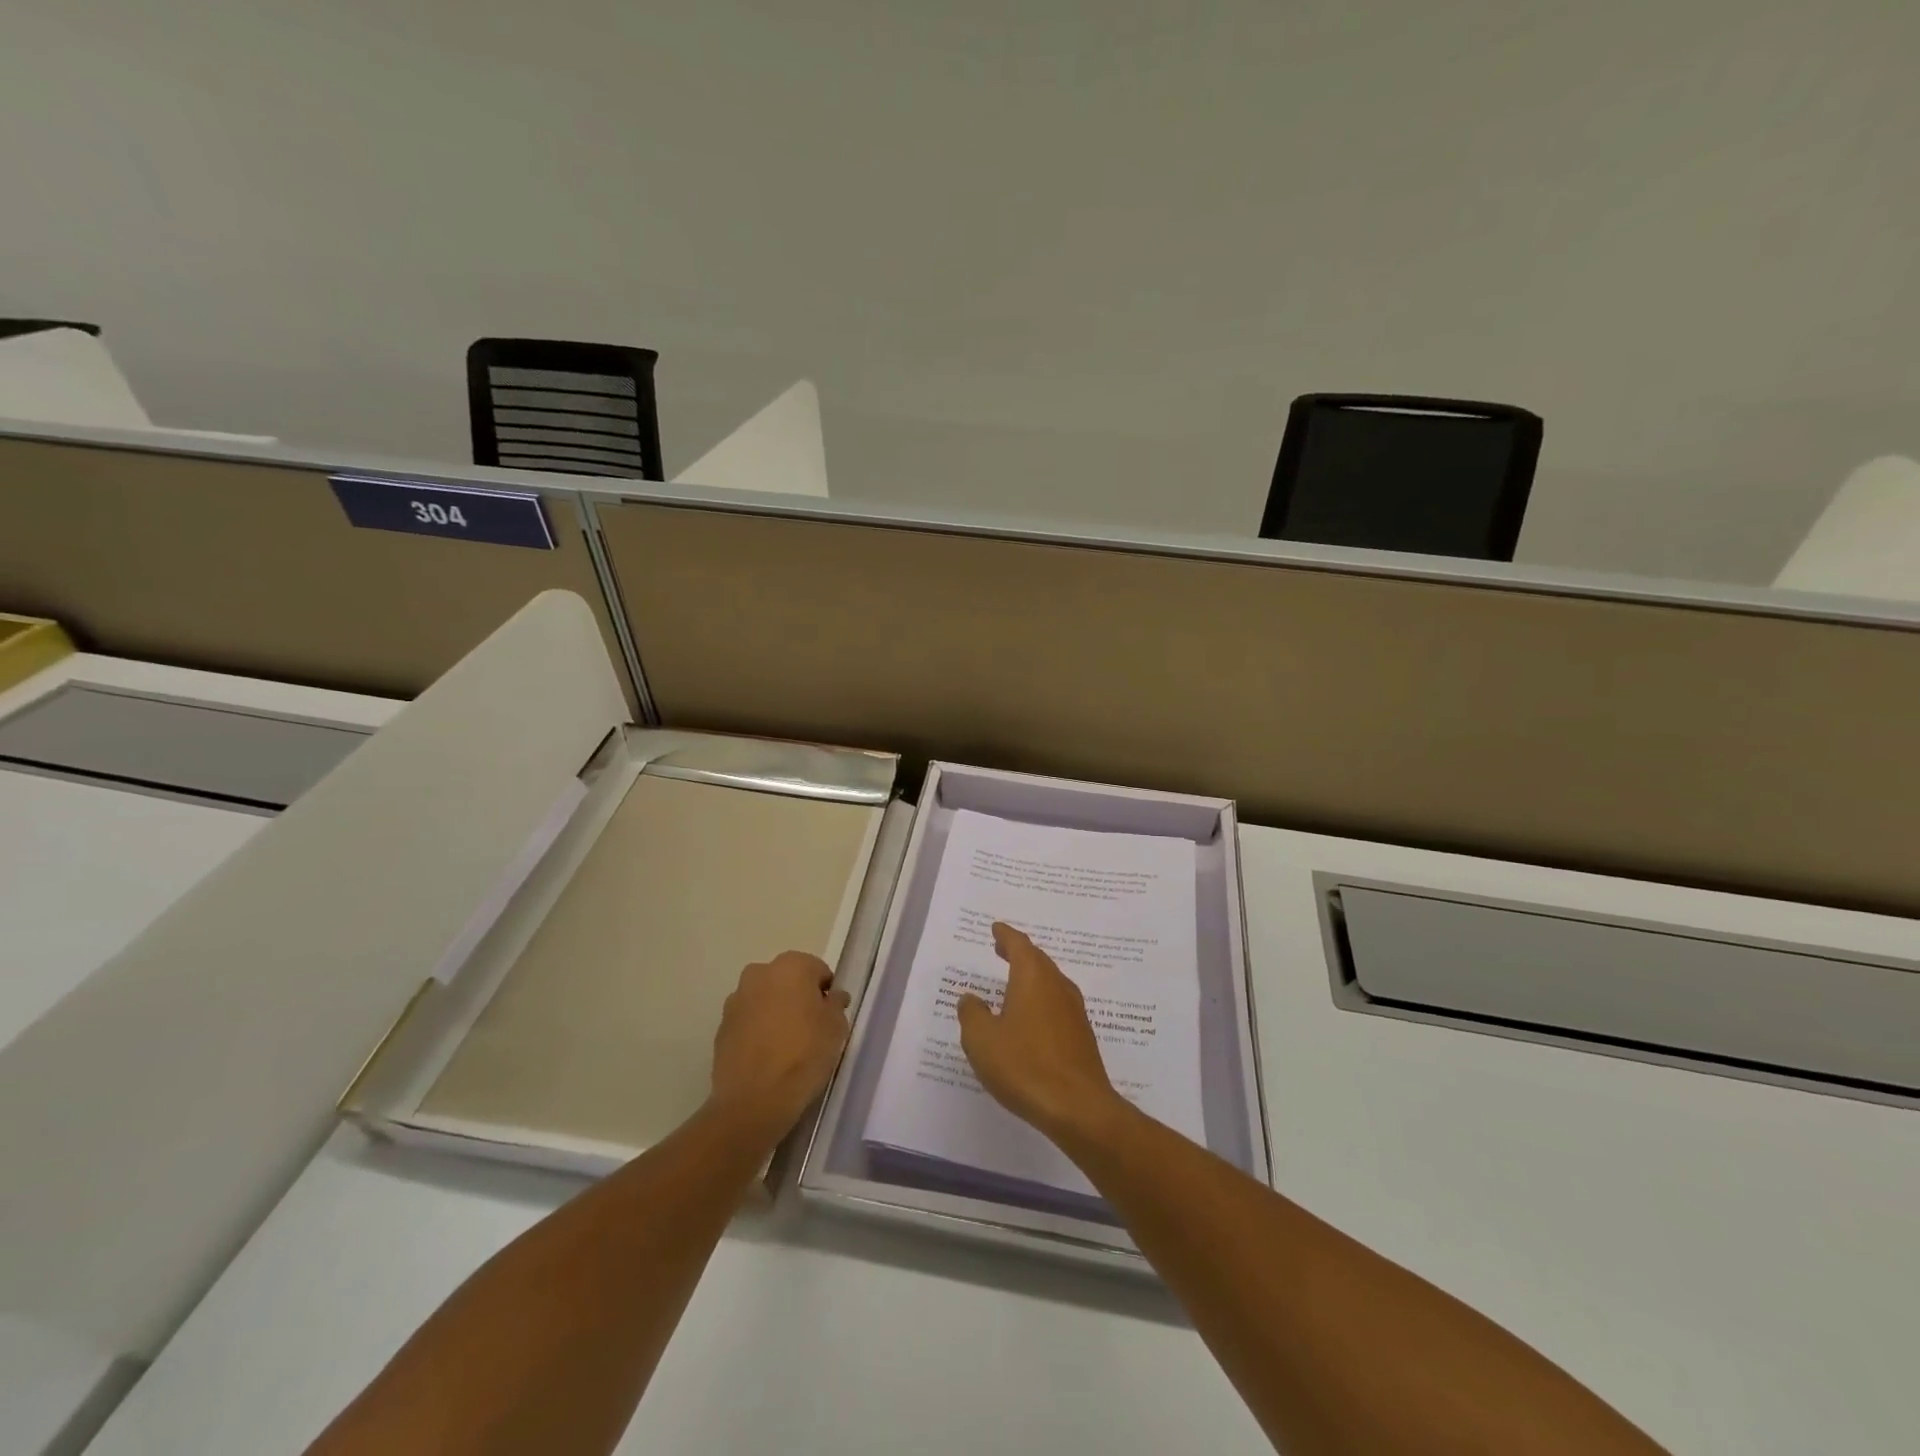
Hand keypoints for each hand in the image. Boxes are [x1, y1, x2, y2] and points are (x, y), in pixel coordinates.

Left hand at [709, 951, 851, 1138]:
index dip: (826, 993)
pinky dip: (757, 1031)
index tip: (830, 1017)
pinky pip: (747, 1021)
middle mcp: (759, 973)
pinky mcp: (721, 1027)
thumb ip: (836, 1004)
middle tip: (810, 1029)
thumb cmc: (804, 1055)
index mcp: (790, 966)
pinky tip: (767, 1057)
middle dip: (798, 998)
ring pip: (764, 999)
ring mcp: (735, 1000)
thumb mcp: (836, 1028)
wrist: (754, 1101)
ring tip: (786, 1045)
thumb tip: (832, 996)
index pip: (817, 970)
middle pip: (787, 981)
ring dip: (775, 1012)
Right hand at [954, 923, 1126, 1143]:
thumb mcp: (982, 1040)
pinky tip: (1032, 1018)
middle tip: (1002, 949)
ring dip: (1032, 977)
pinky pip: (1057, 1005)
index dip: (1006, 935)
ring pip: (1051, 982)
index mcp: (1033, 978)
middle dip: (1019, 953)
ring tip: (1014, 981)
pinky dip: (1042, 1000)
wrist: (1078, 1107)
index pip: (1019, 945)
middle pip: (1038, 960)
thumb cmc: (1024, 1065)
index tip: (996, 929)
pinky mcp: (1082, 1036)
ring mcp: (1074, 1012)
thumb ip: (972, 1014)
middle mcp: (1057, 986)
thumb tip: (970, 998)